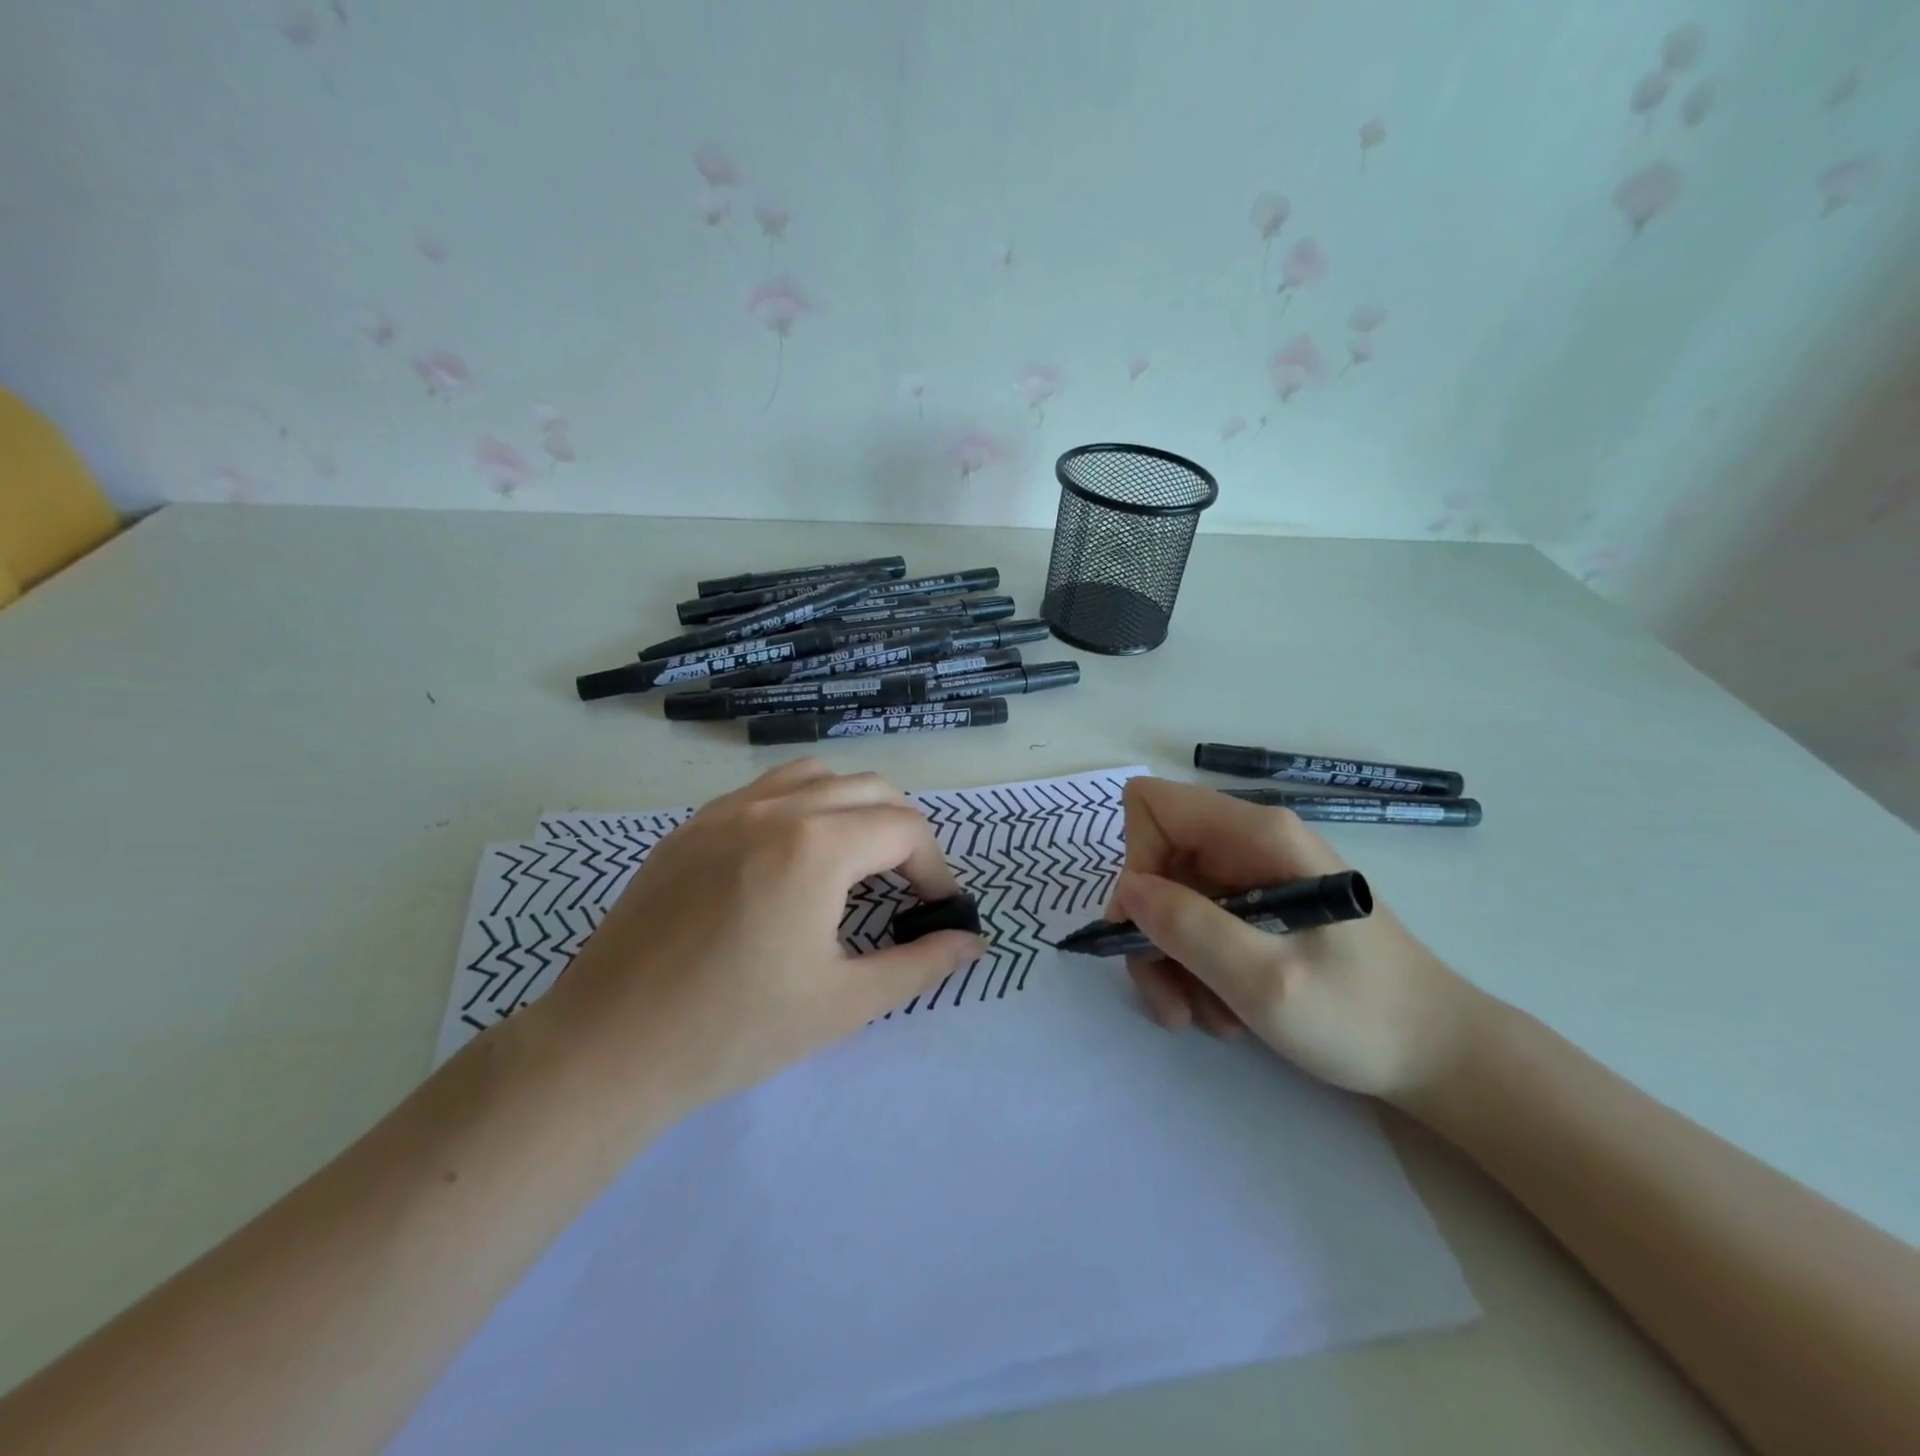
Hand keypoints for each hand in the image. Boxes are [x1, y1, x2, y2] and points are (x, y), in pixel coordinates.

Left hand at [533, 759, 985, 1123]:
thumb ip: (920, 965)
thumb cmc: (735, 1030)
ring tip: (853, 863)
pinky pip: (764, 792)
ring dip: (852, 808)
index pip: (906, 829)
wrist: (608, 1047)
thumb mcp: (844, 1003)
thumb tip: (972, 942)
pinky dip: (800, 808)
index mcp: (818, 845)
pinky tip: (789, 863)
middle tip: (905, 888)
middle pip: (870, 789)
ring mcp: (726, 810)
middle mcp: (776, 808)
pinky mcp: (690, 827)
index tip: (937, 911)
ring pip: (816, 776)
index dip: (936, 868)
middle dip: (903, 833)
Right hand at [1108, 777, 1487, 1105]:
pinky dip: (1195, 970)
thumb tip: (1128, 890)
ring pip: (1170, 901)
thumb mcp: (1266, 980)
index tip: (1147, 925)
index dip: (1136, 859)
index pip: (1154, 806)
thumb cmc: (1362, 1016)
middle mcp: (1249, 843)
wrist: (1439, 1056)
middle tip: (1170, 997)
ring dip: (1172, 962)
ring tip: (1205, 1018)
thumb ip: (1190, 928)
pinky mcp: (1257, 909)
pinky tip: (1225, 1012)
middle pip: (1157, 862)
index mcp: (1257, 834)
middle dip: (1151, 931)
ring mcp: (1253, 876)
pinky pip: (1197, 925)